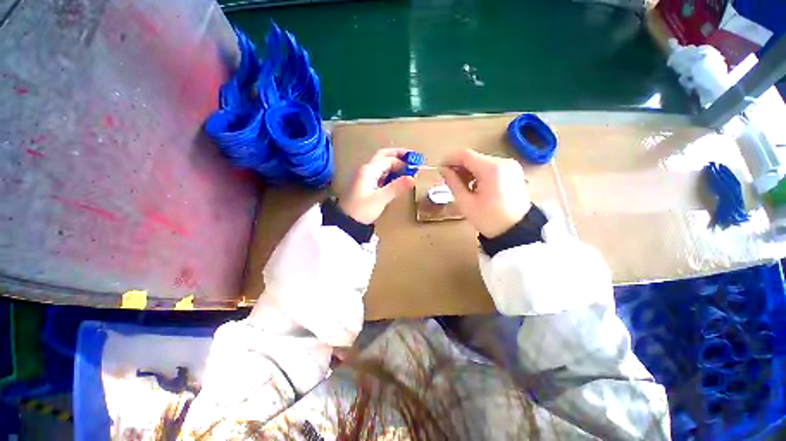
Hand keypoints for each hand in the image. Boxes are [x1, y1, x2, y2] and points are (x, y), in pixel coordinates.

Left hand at [338, 148, 415, 223]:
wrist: (346, 222)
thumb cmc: (362, 209)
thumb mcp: (380, 199)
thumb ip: (397, 187)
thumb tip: (412, 178)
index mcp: (369, 170)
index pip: (389, 160)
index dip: (403, 161)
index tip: (415, 166)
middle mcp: (367, 170)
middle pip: (383, 157)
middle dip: (398, 155)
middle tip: (412, 157)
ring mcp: (365, 177)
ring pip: (382, 166)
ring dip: (394, 165)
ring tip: (407, 169)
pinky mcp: (366, 185)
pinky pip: (380, 174)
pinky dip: (390, 174)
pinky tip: (396, 178)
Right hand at [440, 149, 530, 237]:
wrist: (517, 231)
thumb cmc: (489, 219)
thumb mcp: (466, 203)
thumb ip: (453, 183)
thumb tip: (444, 170)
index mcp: (492, 169)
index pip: (465, 155)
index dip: (449, 159)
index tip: (440, 169)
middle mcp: (503, 162)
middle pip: (474, 157)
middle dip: (459, 167)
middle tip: (449, 181)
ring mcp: (510, 166)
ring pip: (481, 161)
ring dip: (468, 171)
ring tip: (462, 186)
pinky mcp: (513, 171)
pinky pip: (491, 167)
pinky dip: (479, 173)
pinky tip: (475, 186)